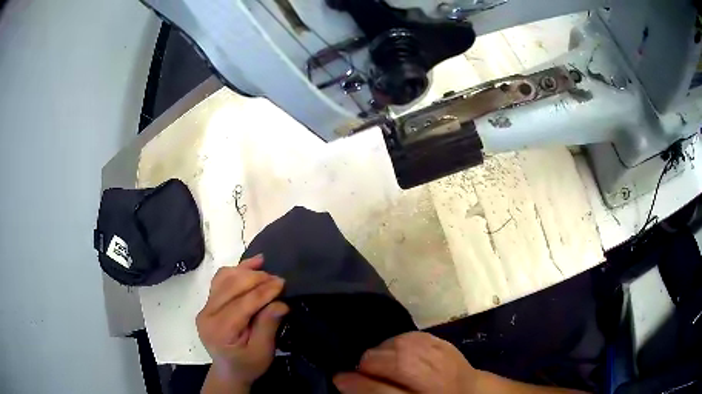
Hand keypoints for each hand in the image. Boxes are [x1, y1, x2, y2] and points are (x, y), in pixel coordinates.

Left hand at [196, 255, 288, 387]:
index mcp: (219, 330)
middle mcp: (207, 314)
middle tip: (278, 279)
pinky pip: (221, 280)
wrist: (229, 370)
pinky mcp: (208, 302)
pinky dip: (236, 270)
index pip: (242, 304)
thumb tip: (281, 303)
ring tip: (265, 269)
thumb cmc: (248, 365)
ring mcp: (205, 307)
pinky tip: (252, 263)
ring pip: (224, 278)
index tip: (282, 283)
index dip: (263, 292)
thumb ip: (268, 327)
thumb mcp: (262, 352)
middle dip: (256, 279)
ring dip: (246, 271)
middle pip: (231, 286)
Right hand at [333, 332, 479, 393]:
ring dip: (382, 351)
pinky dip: (396, 341)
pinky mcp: (443, 342)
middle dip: (369, 363)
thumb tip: (344, 380)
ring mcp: (441, 356)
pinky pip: (412, 335)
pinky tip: (394, 350)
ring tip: (378, 361)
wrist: (469, 390)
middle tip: (361, 370)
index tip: (337, 377)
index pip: (382, 390)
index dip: (357, 384)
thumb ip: (376, 393)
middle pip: (394, 362)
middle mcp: (433, 376)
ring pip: (401, 344)